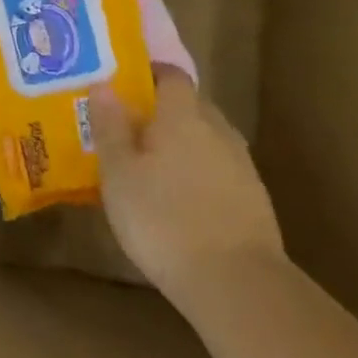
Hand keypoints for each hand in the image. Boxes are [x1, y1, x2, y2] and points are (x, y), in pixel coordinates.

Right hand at [90, 69, 283, 294]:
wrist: (236, 284)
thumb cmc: (162, 218)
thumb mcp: (119, 173)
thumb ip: (110, 125)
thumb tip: (103, 83)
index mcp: (182, 114)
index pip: (170, 74)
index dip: (148, 74)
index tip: (123, 85)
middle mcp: (217, 129)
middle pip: (190, 105)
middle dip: (162, 111)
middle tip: (129, 128)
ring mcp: (241, 164)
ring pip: (206, 138)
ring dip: (182, 144)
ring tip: (151, 166)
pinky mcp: (253, 199)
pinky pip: (218, 169)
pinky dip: (198, 174)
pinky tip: (180, 200)